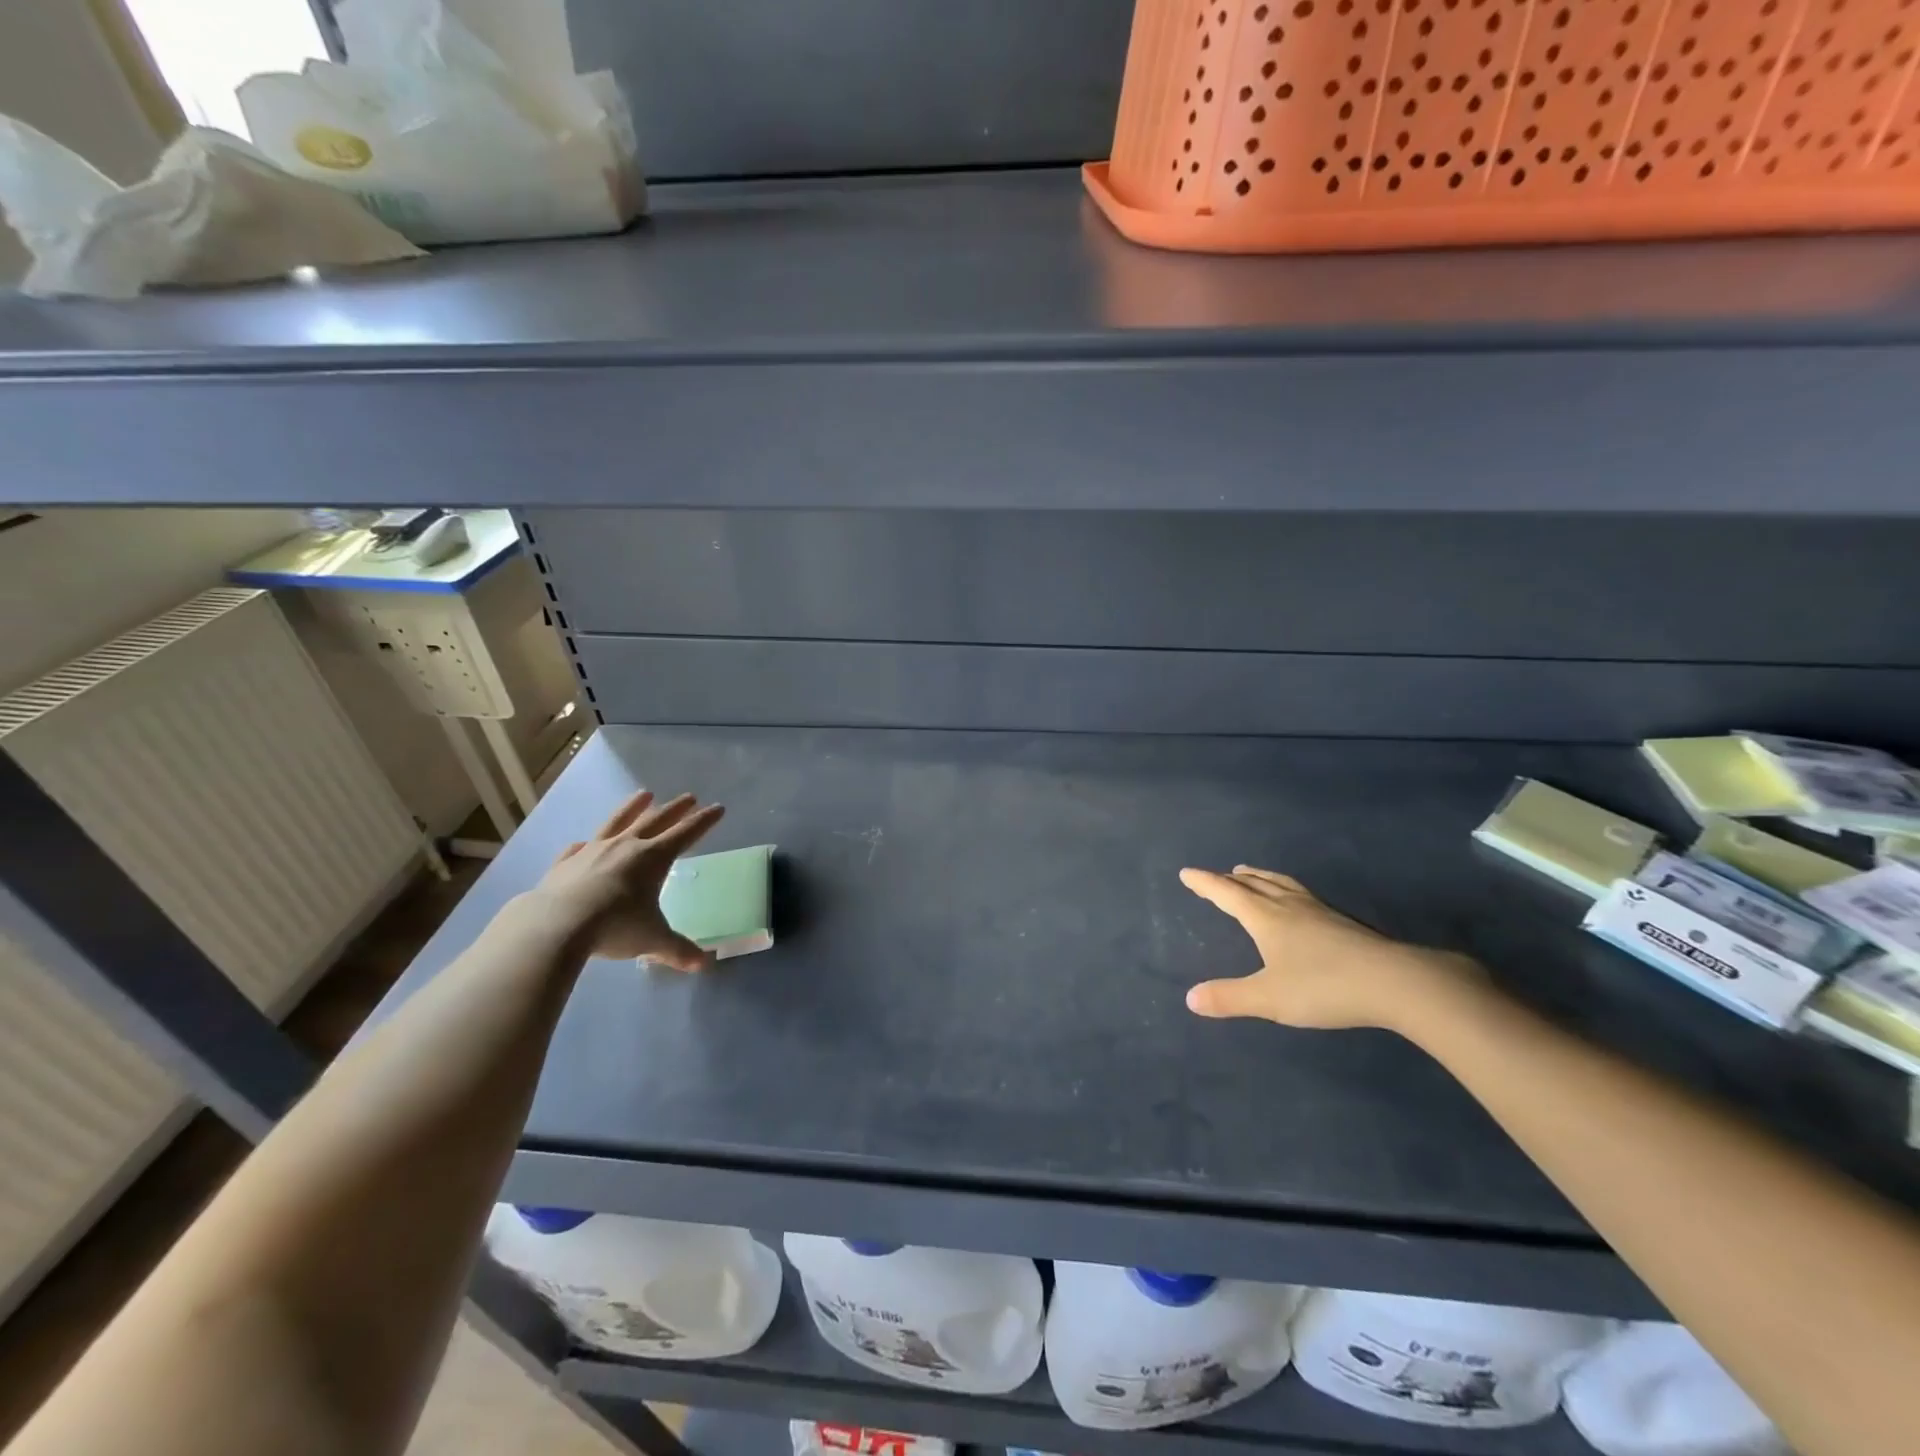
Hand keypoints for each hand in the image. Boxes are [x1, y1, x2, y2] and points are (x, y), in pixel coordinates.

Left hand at [523, 790, 725, 968]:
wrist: (555, 925)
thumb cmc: (615, 927)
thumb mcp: (652, 940)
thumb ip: (677, 950)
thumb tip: (702, 964)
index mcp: (654, 858)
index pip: (687, 833)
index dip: (704, 821)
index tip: (718, 808)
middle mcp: (626, 846)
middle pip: (656, 820)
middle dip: (676, 808)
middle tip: (689, 797)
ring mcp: (593, 851)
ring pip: (618, 821)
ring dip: (633, 807)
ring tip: (643, 794)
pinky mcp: (566, 863)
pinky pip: (579, 847)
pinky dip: (586, 843)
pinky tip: (584, 842)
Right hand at [1179, 865, 1483, 1030]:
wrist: (1394, 982)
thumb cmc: (1323, 986)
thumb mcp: (1269, 998)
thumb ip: (1229, 998)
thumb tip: (1190, 999)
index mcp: (1265, 917)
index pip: (1226, 894)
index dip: (1204, 883)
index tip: (1186, 873)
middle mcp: (1288, 906)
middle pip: (1253, 884)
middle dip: (1230, 879)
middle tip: (1216, 875)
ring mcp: (1318, 910)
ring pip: (1280, 884)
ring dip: (1259, 878)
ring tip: (1249, 874)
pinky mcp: (1341, 921)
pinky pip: (1300, 893)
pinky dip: (1285, 888)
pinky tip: (1297, 902)